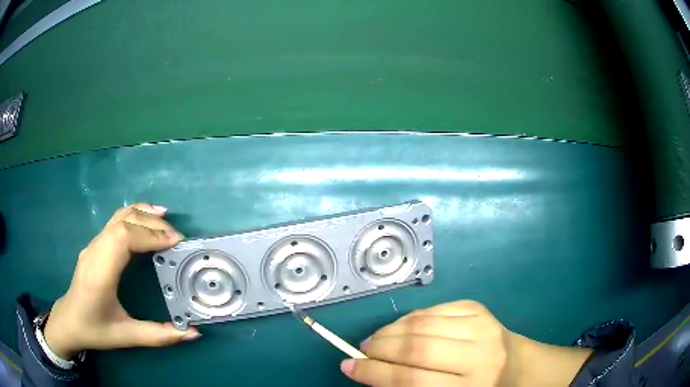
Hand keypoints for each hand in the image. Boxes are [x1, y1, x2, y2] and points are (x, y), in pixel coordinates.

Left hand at [44, 203, 199, 358]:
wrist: (68, 321)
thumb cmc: (95, 330)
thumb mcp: (127, 337)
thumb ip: (159, 336)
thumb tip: (193, 333)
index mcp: (99, 275)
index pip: (122, 239)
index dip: (149, 234)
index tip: (175, 243)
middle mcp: (94, 252)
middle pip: (122, 222)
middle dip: (152, 224)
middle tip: (177, 237)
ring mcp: (92, 245)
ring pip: (117, 217)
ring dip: (143, 214)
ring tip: (166, 218)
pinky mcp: (94, 245)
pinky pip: (114, 221)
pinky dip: (133, 215)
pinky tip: (145, 220)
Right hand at [341, 300, 591, 386]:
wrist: (517, 367)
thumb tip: (370, 372)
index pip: (412, 380)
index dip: (374, 373)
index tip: (348, 366)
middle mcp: (479, 355)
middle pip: (416, 348)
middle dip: (379, 348)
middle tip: (362, 351)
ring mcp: (481, 326)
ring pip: (422, 323)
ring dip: (389, 331)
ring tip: (376, 340)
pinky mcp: (478, 309)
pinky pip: (433, 309)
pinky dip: (408, 319)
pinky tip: (400, 328)